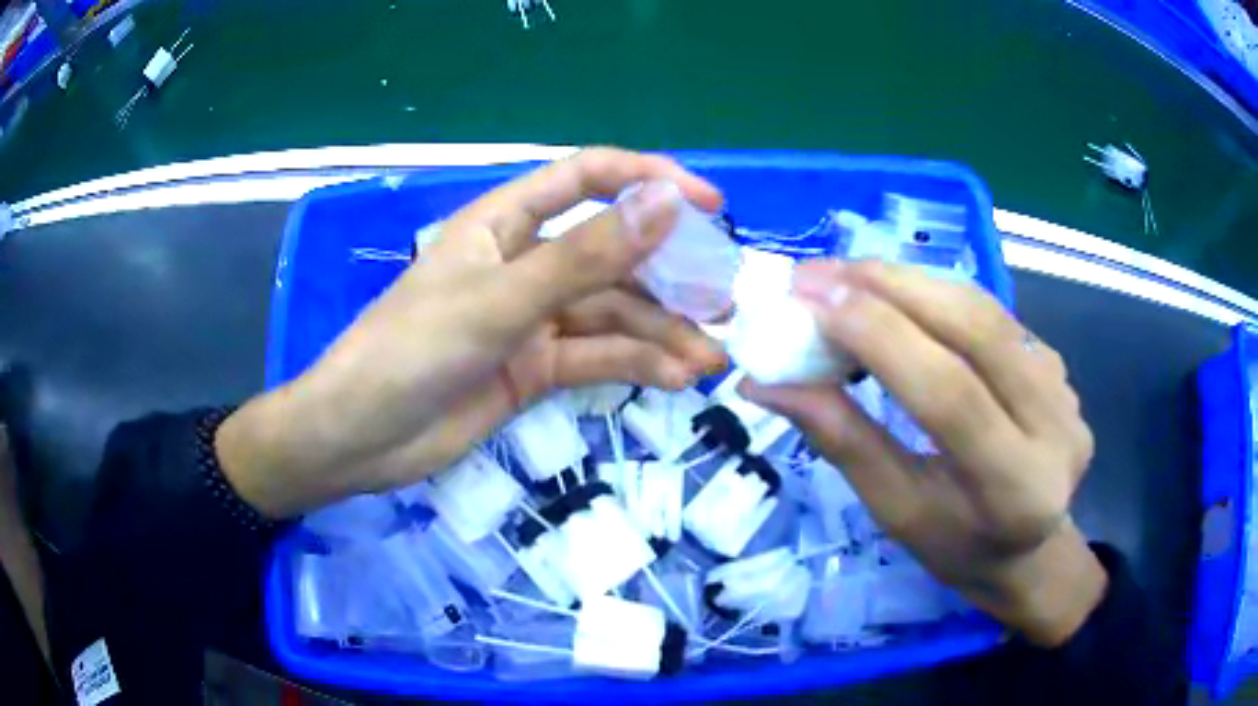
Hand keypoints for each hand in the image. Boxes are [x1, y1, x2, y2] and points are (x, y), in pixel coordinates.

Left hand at [217, 149, 727, 518]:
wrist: (362, 438)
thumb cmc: (411, 351)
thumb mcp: (500, 300)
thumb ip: (584, 256)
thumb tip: (665, 203)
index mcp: (505, 222)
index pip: (589, 178)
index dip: (650, 181)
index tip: (709, 205)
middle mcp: (524, 261)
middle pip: (612, 253)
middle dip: (669, 276)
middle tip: (725, 301)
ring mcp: (532, 318)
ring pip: (612, 314)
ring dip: (662, 333)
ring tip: (711, 358)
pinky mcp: (535, 368)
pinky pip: (596, 358)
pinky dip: (636, 365)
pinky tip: (675, 377)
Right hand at [740, 260, 1103, 646]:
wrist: (1030, 546)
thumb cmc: (957, 546)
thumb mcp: (896, 511)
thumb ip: (841, 441)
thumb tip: (765, 383)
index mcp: (1015, 488)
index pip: (950, 394)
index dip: (880, 338)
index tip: (809, 300)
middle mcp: (1055, 427)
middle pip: (975, 331)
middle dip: (891, 288)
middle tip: (818, 274)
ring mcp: (1065, 387)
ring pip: (984, 309)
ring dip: (910, 281)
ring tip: (848, 277)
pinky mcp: (1061, 363)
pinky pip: (993, 315)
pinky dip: (938, 296)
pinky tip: (899, 299)